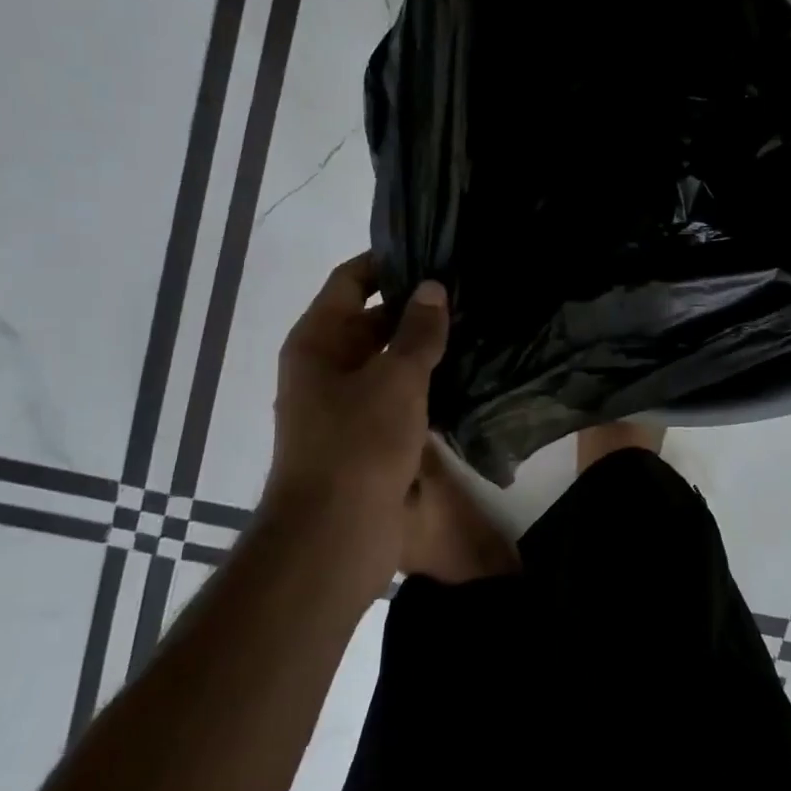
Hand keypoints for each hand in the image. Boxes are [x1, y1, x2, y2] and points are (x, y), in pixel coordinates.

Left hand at [265, 252, 447, 596]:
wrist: (334, 537)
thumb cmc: (358, 445)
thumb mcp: (395, 379)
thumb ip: (418, 332)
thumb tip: (433, 289)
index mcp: (317, 342)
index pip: (350, 282)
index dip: (386, 263)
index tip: (430, 253)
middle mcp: (325, 367)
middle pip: (368, 320)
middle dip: (413, 307)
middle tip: (465, 293)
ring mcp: (343, 404)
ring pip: (386, 361)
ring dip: (421, 348)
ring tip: (473, 328)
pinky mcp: (365, 437)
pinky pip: (395, 396)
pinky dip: (422, 384)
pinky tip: (462, 377)